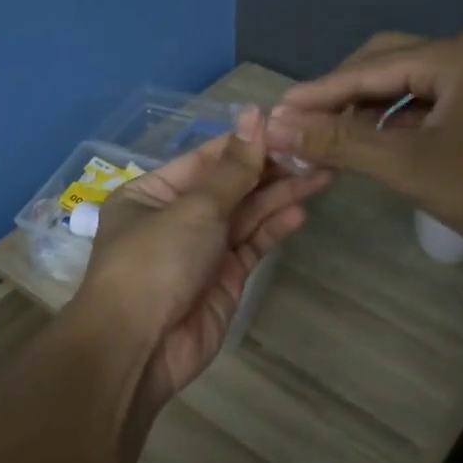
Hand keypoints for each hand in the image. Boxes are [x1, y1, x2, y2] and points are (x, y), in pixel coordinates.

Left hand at [75, 108, 332, 412]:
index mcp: (152, 192)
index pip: (206, 158)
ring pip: (245, 215)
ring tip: (323, 173)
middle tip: (316, 150)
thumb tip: (255, 115)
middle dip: (270, 169)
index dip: (246, 142)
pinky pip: (251, 246)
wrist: (139, 347)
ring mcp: (200, 250)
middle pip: (229, 186)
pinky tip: (301, 210)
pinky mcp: (223, 279)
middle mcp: (175, 217)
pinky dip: (274, 229)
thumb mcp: (193, 208)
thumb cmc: (155, 261)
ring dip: (279, 195)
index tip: (287, 124)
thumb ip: (233, 169)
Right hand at [265, 32, 462, 254]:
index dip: (316, 93)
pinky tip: (374, 147)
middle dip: (340, 94)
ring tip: (329, 137)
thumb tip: (276, 126)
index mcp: (452, 56)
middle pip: (384, 65)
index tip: (273, 113)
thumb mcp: (409, 165)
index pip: (366, 68)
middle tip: (301, 123)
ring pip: (404, 88)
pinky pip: (424, 109)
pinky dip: (392, 125)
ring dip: (365, 111)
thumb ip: (340, 142)